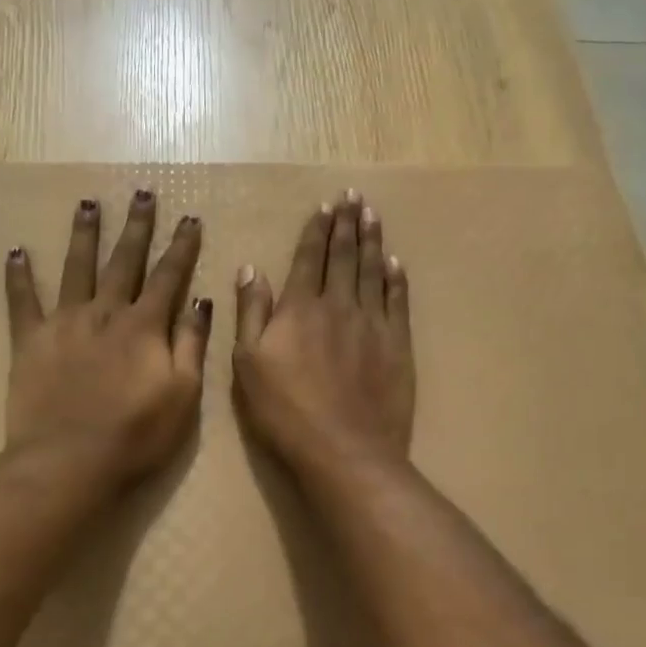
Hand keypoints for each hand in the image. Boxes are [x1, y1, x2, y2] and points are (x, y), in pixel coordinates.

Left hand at [4, 189, 211, 485]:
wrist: (69, 462)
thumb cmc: (136, 434)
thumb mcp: (183, 394)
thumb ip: (192, 344)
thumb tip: (202, 301)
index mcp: (144, 325)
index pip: (168, 276)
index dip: (181, 246)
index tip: (190, 218)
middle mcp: (105, 312)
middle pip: (123, 260)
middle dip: (136, 226)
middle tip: (142, 193)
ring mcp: (65, 323)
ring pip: (76, 268)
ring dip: (84, 234)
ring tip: (87, 204)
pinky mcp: (30, 341)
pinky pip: (22, 302)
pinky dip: (19, 276)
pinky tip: (16, 251)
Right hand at [233, 188, 413, 482]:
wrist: (345, 450)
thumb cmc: (285, 411)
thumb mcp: (248, 364)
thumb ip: (251, 312)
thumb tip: (252, 268)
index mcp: (300, 308)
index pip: (309, 258)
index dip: (317, 230)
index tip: (325, 206)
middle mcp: (338, 305)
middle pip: (344, 256)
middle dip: (347, 224)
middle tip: (353, 196)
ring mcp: (372, 323)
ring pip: (372, 270)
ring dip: (372, 240)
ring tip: (372, 214)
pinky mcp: (397, 344)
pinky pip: (397, 300)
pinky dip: (395, 278)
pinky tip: (394, 262)